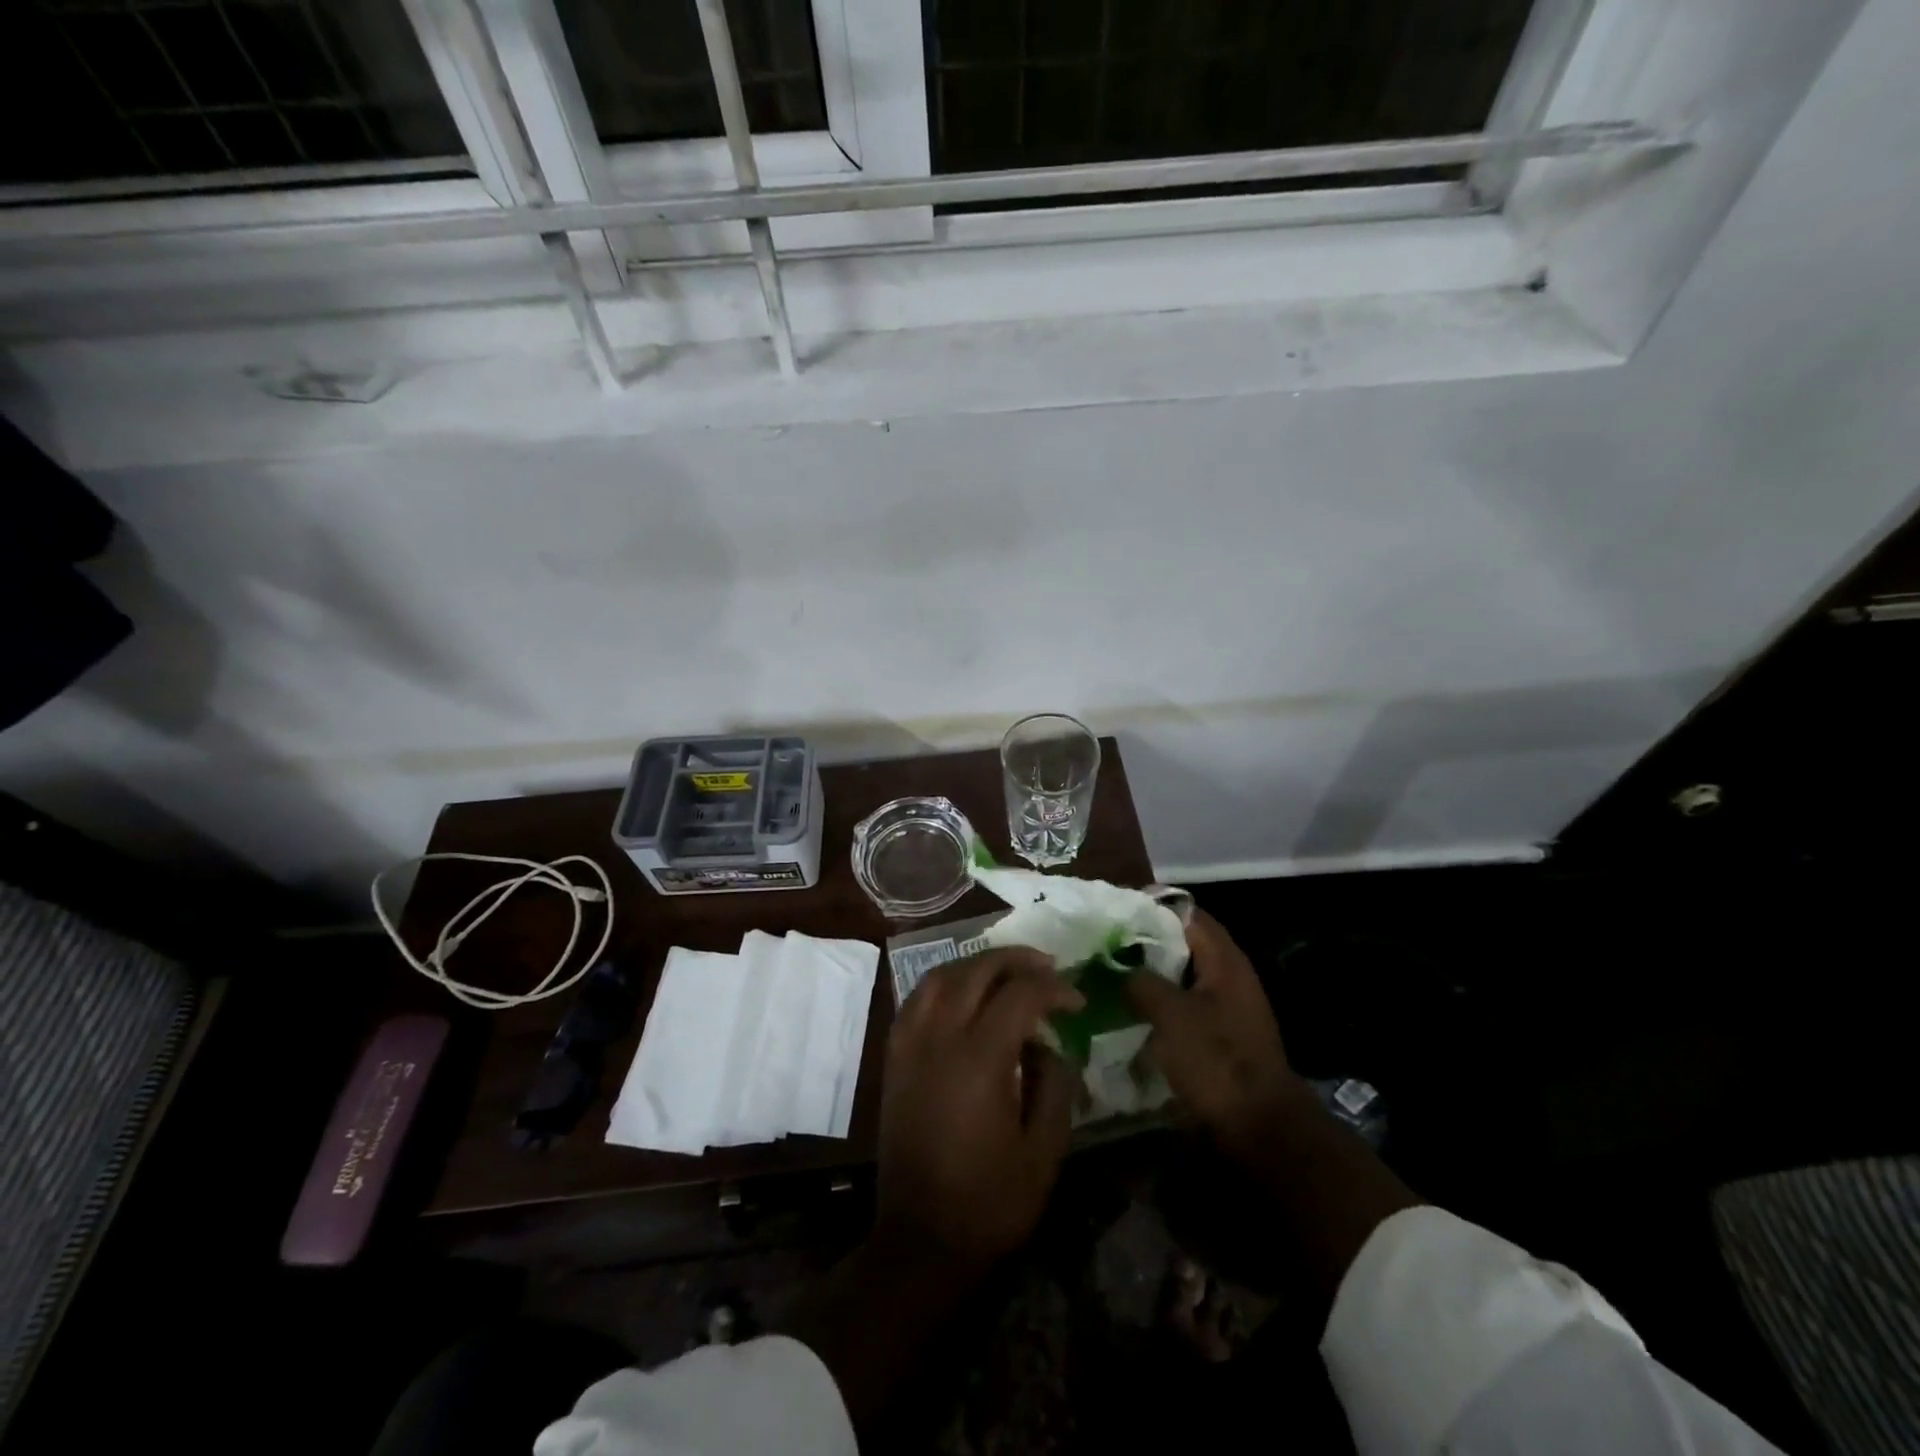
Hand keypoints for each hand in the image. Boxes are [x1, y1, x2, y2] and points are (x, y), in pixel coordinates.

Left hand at [875, 948, 1082, 1271]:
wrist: (920, 1239)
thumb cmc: (989, 1202)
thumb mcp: (1044, 1152)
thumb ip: (1055, 1086)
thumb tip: (1049, 1044)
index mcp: (980, 1059)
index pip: (1020, 994)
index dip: (1054, 989)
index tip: (1077, 1002)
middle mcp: (940, 1037)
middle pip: (977, 970)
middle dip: (1017, 960)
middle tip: (1048, 967)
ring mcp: (910, 1043)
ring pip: (941, 975)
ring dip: (977, 964)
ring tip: (1007, 972)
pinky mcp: (894, 1056)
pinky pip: (917, 998)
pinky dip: (944, 982)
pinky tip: (963, 994)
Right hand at [1126, 911, 1307, 1151]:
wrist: (1261, 1127)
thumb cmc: (1216, 1059)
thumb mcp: (1170, 1014)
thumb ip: (1141, 982)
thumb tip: (1119, 969)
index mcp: (1225, 960)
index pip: (1188, 914)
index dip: (1153, 907)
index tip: (1116, 909)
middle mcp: (1231, 976)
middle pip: (1184, 944)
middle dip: (1146, 942)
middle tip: (1106, 942)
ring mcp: (1228, 1007)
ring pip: (1182, 977)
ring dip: (1151, 975)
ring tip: (1112, 974)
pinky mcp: (1222, 1036)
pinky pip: (1185, 1005)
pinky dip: (1161, 1003)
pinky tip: (1132, 1011)